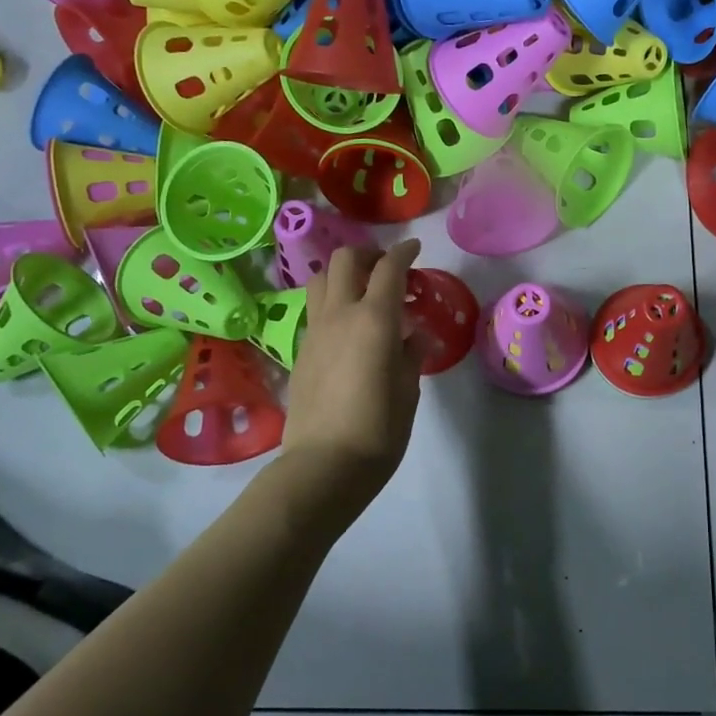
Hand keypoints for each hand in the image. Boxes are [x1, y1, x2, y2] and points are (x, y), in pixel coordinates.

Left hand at [281, 239, 424, 496]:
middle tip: (386, 268)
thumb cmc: (379, 429)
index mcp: (374, 319)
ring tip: (362, 290)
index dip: (404, 253)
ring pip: (319, 279)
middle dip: (368, 254)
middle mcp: (340, 315)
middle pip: (345, 260)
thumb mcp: (409, 390)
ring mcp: (315, 331)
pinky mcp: (300, 351)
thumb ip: (411, 353)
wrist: (324, 465)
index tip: (415, 250)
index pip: (388, 268)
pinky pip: (314, 309)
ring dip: (342, 273)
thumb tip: (412, 336)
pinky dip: (331, 301)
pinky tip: (348, 326)